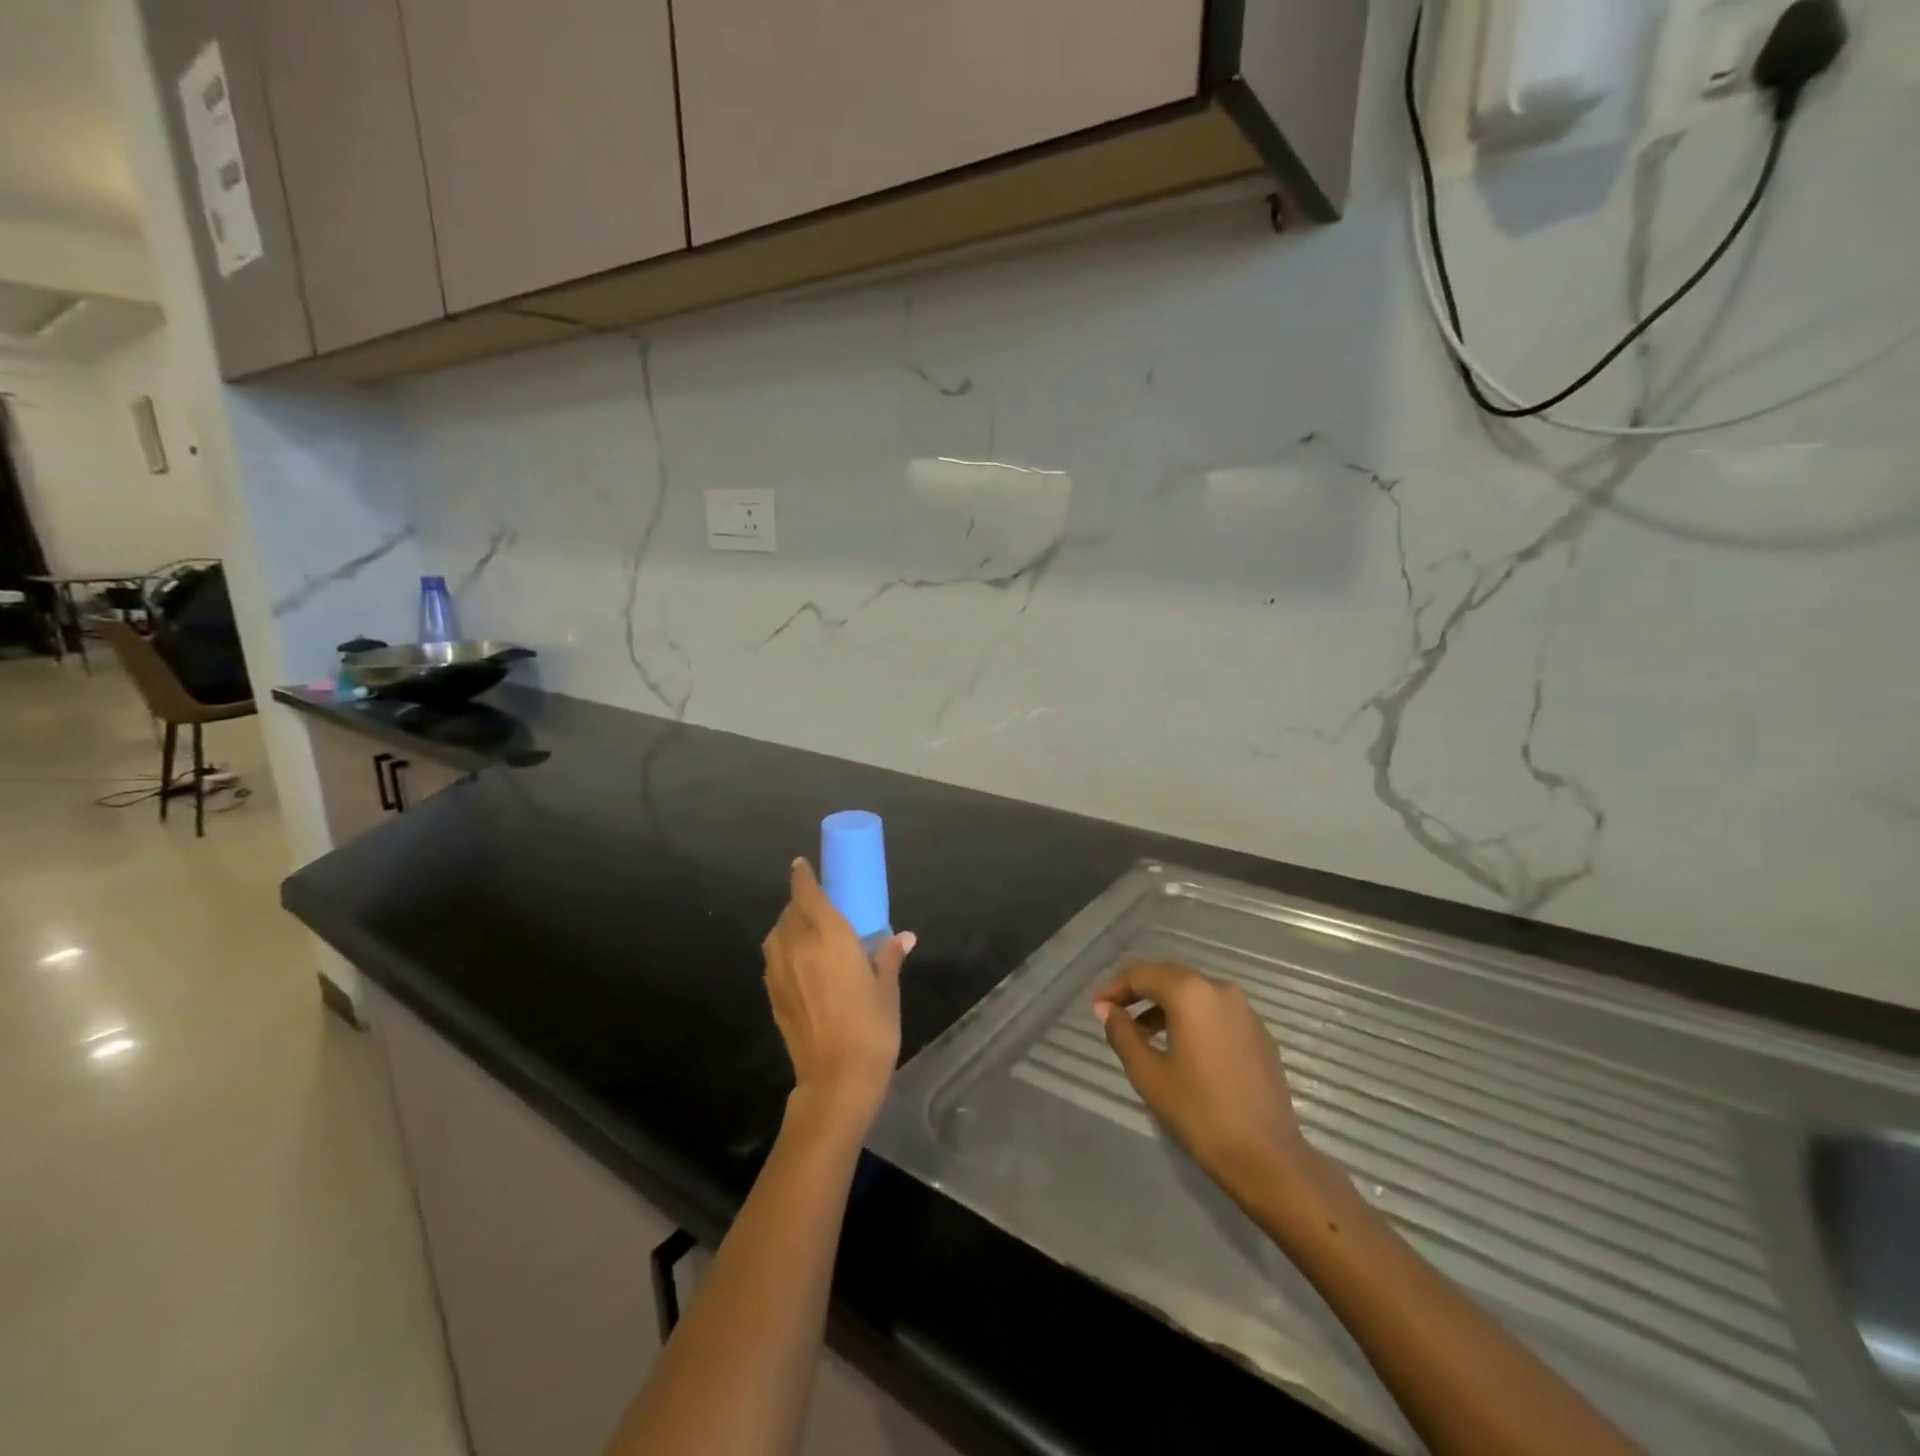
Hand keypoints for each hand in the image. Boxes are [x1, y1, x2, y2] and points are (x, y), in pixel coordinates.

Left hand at [762, 858, 915, 1133]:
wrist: (836, 1079)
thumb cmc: (871, 1027)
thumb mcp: (887, 988)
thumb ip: (889, 956)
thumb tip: (903, 937)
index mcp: (828, 936)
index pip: (807, 893)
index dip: (803, 876)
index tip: (801, 865)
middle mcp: (797, 946)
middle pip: (791, 911)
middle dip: (800, 901)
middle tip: (818, 903)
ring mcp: (780, 971)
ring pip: (778, 934)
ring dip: (789, 925)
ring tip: (808, 932)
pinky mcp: (773, 995)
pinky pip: (774, 958)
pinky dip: (784, 950)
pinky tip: (801, 963)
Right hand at [1094, 962, 1311, 1206]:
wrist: (1267, 1157)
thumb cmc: (1199, 1112)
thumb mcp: (1148, 1073)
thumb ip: (1122, 1033)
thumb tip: (1106, 1008)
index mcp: (1190, 993)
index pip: (1142, 975)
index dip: (1115, 987)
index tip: (1097, 1006)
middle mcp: (1219, 989)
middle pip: (1169, 976)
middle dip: (1139, 991)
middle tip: (1115, 1013)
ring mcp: (1244, 1010)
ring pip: (1194, 992)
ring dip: (1166, 1005)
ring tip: (1144, 1033)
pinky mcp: (1259, 1032)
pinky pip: (1216, 1011)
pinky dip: (1192, 1017)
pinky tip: (1183, 1046)